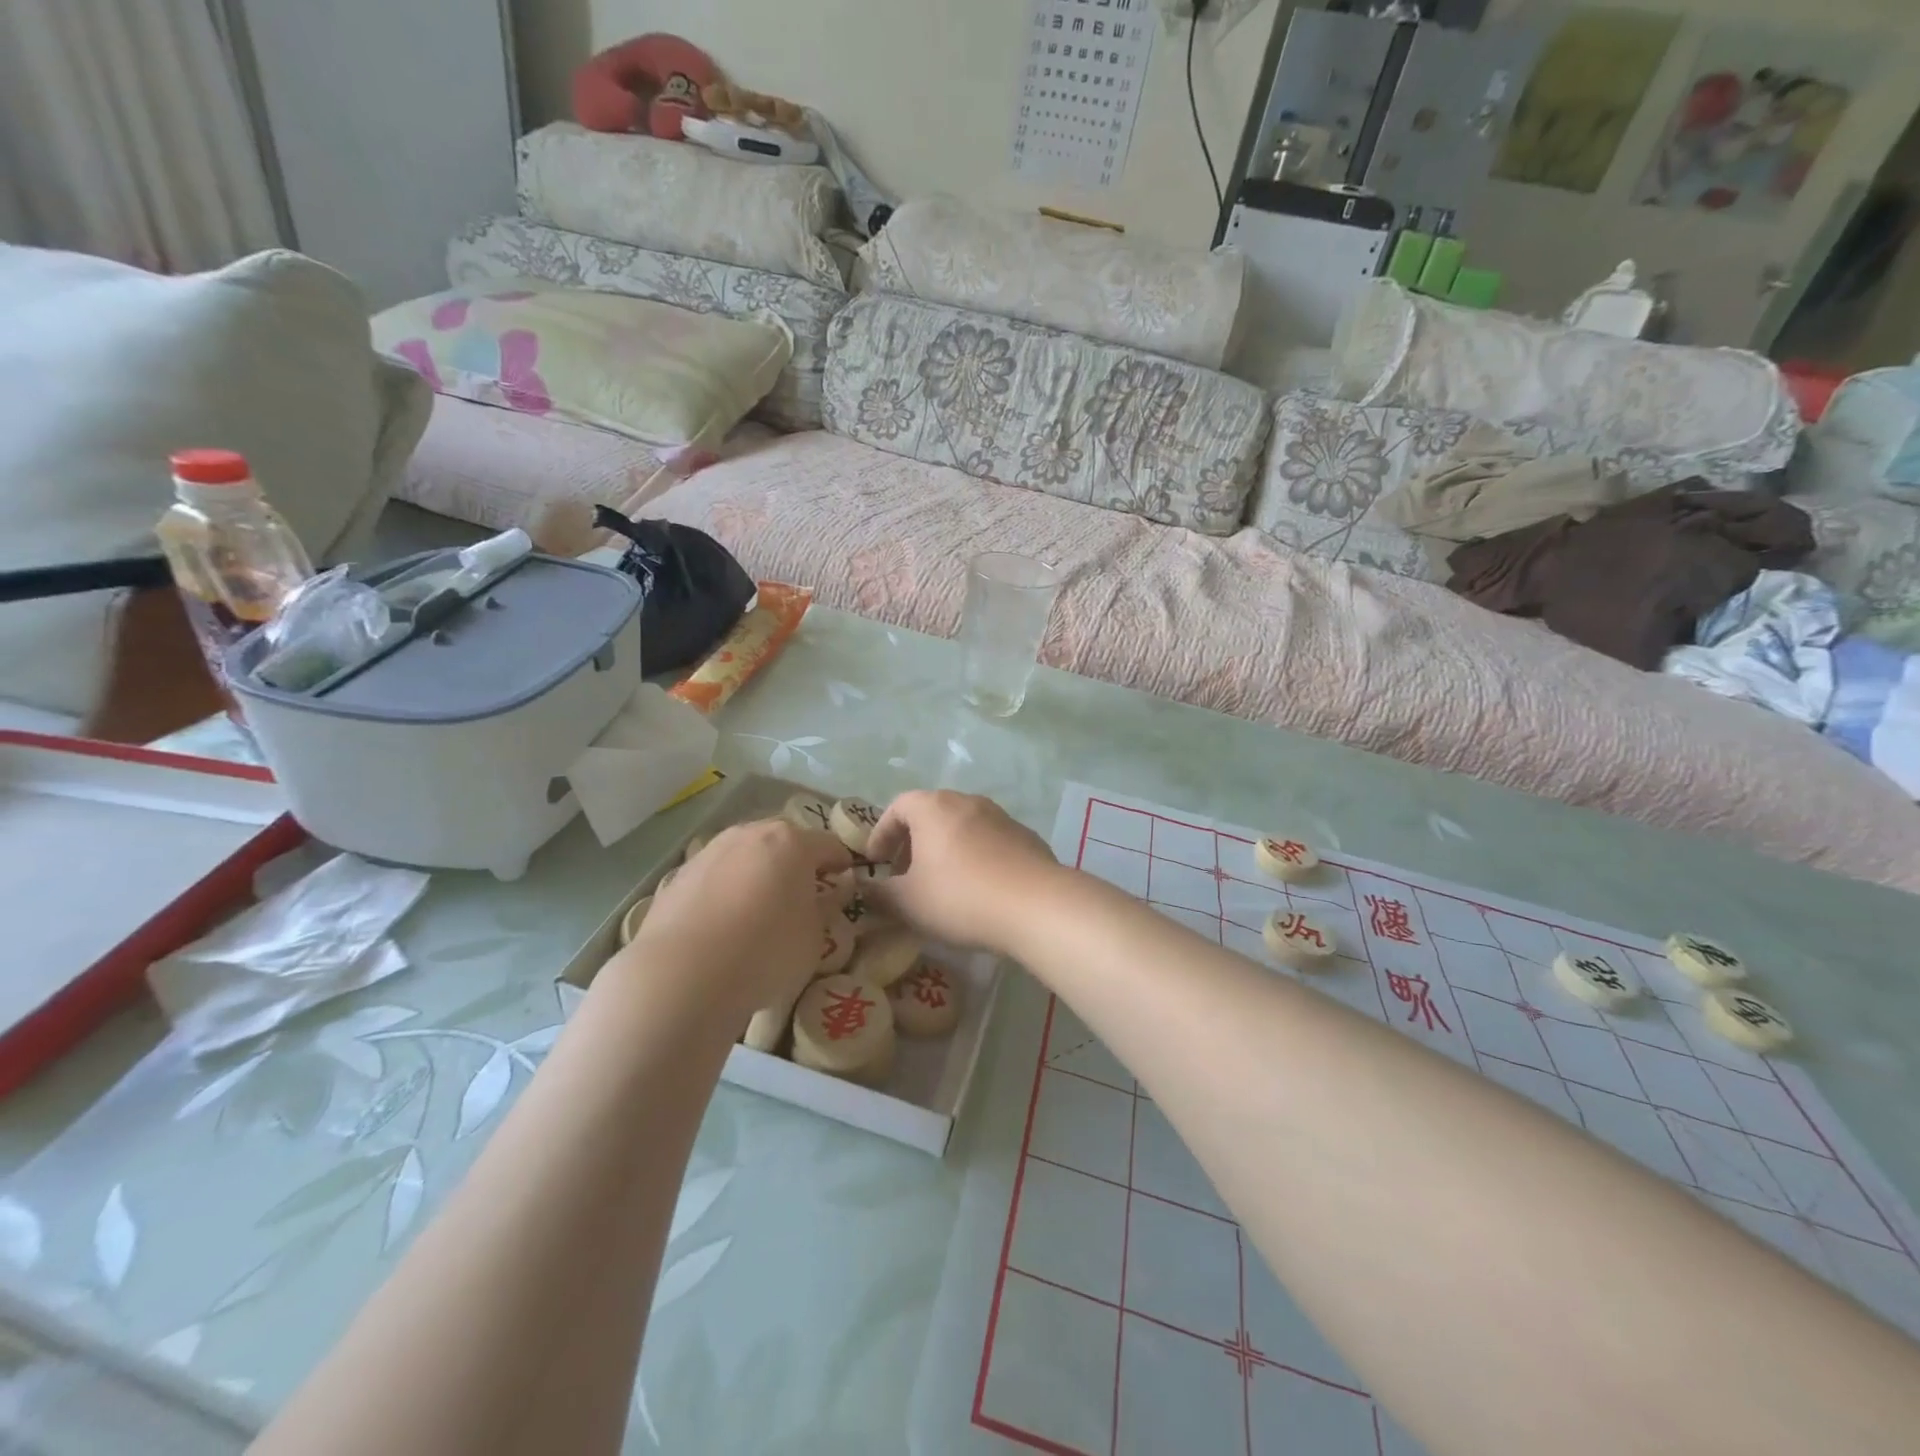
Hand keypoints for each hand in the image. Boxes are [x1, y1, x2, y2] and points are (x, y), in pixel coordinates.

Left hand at [624, 820, 851, 1023]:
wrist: (683, 975)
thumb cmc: (766, 952)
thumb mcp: (815, 937)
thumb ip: (825, 908)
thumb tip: (829, 894)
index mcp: (792, 842)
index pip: (829, 845)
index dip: (841, 864)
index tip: (844, 885)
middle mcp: (750, 833)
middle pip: (784, 841)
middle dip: (796, 863)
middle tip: (802, 895)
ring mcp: (710, 851)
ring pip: (745, 855)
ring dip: (757, 873)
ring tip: (758, 910)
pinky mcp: (678, 875)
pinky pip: (715, 876)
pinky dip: (725, 890)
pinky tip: (723, 923)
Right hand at [865, 791, 1058, 954]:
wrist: (1036, 905)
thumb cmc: (960, 897)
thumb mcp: (908, 902)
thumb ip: (879, 894)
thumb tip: (863, 889)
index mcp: (933, 807)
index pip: (897, 807)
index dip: (881, 833)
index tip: (876, 862)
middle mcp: (967, 801)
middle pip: (931, 813)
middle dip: (913, 842)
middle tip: (904, 874)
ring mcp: (1001, 816)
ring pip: (962, 826)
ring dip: (945, 849)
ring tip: (941, 883)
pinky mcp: (1026, 836)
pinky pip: (989, 841)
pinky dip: (975, 857)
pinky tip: (978, 888)